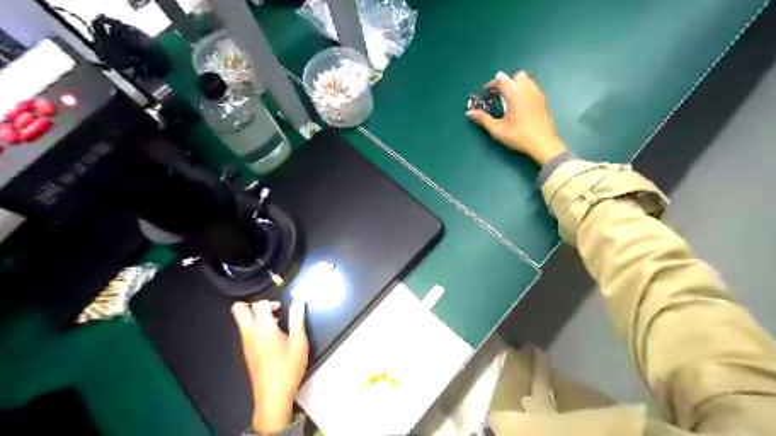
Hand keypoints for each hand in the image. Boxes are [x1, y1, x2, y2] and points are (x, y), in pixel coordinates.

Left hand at [232, 299, 310, 431]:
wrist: (273, 396)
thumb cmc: (288, 367)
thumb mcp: (299, 342)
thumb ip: (297, 318)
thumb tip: (298, 300)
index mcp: (263, 329)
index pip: (258, 304)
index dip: (269, 301)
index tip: (281, 307)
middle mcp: (250, 334)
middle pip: (238, 310)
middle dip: (252, 304)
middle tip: (270, 309)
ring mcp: (246, 344)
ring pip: (241, 321)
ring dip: (255, 316)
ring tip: (276, 324)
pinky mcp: (247, 353)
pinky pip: (246, 332)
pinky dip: (256, 328)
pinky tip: (273, 338)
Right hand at [466, 72, 567, 166]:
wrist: (543, 144)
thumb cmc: (519, 136)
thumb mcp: (497, 130)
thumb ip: (483, 119)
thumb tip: (469, 113)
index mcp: (515, 94)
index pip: (501, 80)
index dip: (491, 84)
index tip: (485, 93)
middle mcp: (528, 90)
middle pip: (516, 76)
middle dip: (507, 83)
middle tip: (499, 96)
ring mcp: (538, 94)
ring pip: (526, 82)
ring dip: (516, 87)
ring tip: (509, 102)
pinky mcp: (544, 101)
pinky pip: (532, 89)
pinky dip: (524, 93)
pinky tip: (520, 108)